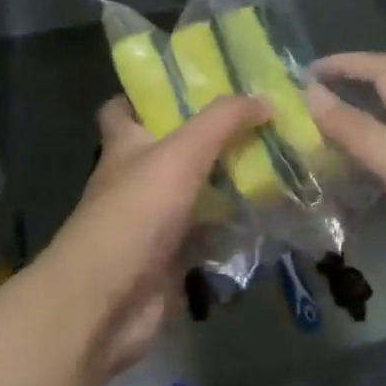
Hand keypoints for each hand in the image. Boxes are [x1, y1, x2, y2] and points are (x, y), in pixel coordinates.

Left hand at [42, 93, 269, 380]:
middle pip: (171, 148)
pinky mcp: (172, 256)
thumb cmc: (135, 212)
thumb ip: (223, 121)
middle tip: (256, 120)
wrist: (108, 301)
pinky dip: (234, 226)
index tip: (191, 84)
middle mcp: (136, 178)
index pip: (123, 108)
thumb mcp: (181, 152)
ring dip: (228, 181)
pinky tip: (271, 212)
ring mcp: (153, 220)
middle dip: (209, 136)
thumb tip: (264, 98)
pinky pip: (209, 233)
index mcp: (124, 145)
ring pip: (195, 191)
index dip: (148, 94)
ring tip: (277, 160)